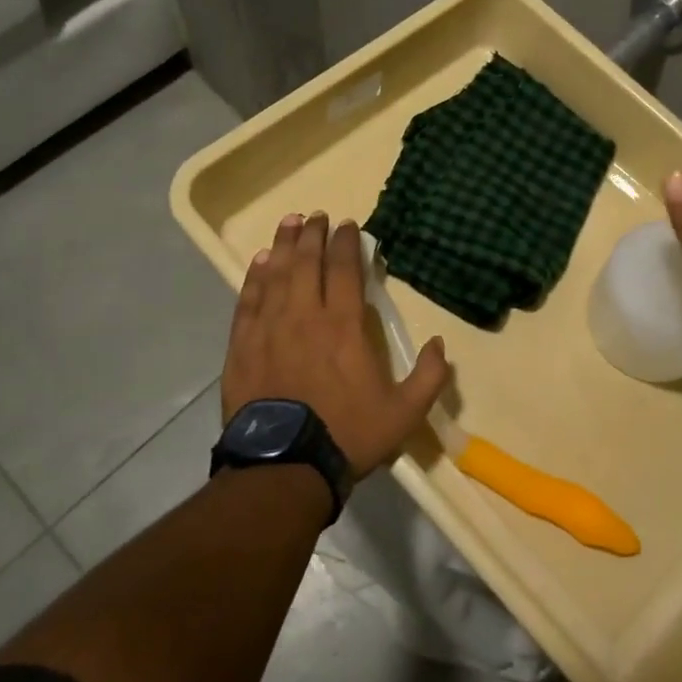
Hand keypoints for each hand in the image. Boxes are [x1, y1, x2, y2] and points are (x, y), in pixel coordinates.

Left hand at [223, 212, 451, 476]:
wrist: (284, 466)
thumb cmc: (347, 435)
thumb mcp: (404, 413)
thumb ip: (428, 376)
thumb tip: (439, 344)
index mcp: (343, 326)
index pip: (344, 270)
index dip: (346, 243)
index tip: (348, 225)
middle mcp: (305, 316)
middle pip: (307, 263)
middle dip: (313, 234)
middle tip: (316, 215)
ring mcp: (269, 328)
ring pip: (276, 274)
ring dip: (284, 245)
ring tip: (289, 222)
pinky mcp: (242, 345)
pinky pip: (248, 300)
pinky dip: (255, 277)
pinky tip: (260, 262)